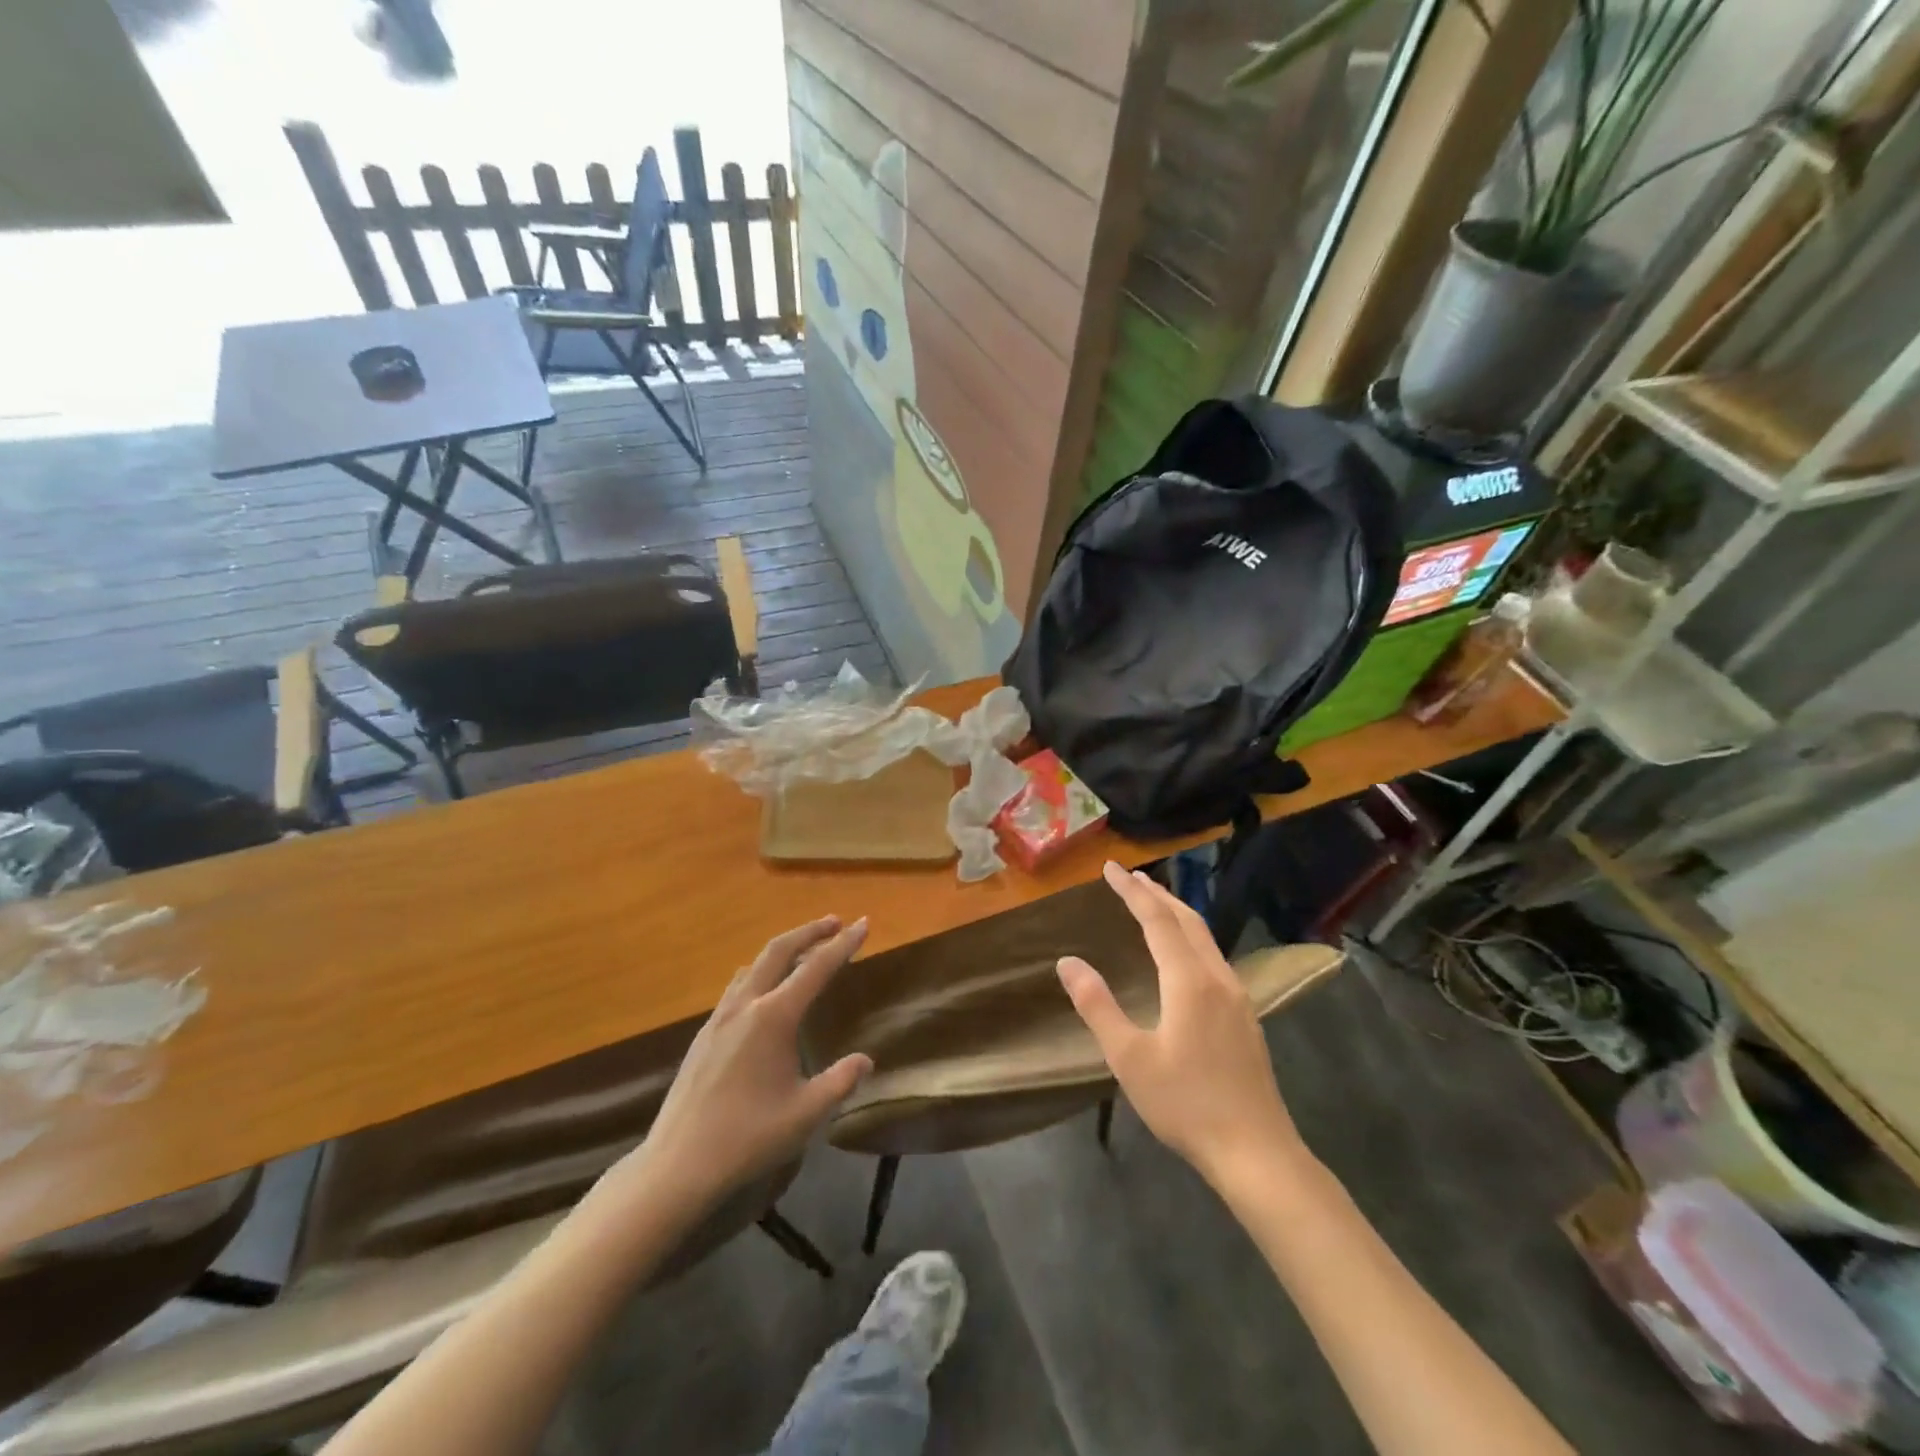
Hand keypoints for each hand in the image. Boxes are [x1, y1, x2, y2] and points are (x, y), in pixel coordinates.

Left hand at [603, 917, 873, 1218]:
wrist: (677, 1165)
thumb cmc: (747, 1138)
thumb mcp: (805, 1114)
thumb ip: (839, 1082)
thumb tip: (865, 1060)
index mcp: (773, 1017)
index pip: (816, 968)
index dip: (843, 944)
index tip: (863, 923)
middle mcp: (745, 1005)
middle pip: (779, 950)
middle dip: (809, 932)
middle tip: (835, 922)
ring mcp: (719, 1017)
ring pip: (754, 965)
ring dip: (783, 950)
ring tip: (804, 952)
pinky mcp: (704, 1035)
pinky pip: (737, 987)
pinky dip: (760, 972)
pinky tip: (764, 993)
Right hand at [1058, 863, 1304, 1188]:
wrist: (1257, 1153)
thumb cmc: (1186, 1104)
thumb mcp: (1129, 1058)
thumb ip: (1097, 1005)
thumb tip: (1067, 962)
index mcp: (1189, 981)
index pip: (1156, 919)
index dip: (1132, 891)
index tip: (1110, 868)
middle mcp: (1217, 978)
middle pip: (1187, 920)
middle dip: (1157, 894)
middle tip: (1130, 877)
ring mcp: (1237, 997)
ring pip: (1205, 938)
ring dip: (1176, 913)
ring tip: (1153, 903)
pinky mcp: (1245, 1017)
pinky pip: (1214, 957)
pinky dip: (1191, 937)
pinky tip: (1184, 954)